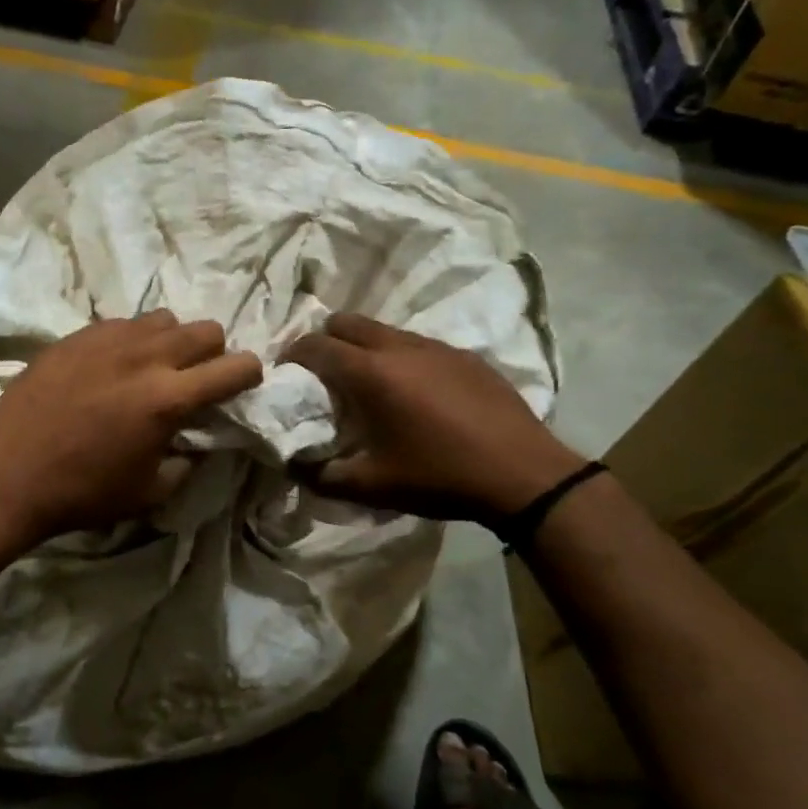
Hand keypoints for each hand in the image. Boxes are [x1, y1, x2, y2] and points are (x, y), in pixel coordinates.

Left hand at [0, 311, 263, 540]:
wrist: (9, 477)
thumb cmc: (84, 493)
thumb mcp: (150, 493)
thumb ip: (186, 461)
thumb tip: (195, 441)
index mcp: (169, 398)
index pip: (234, 367)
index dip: (249, 374)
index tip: (244, 383)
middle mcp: (145, 357)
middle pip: (206, 329)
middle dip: (214, 353)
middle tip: (196, 379)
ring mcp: (107, 340)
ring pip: (164, 318)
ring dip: (172, 342)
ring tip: (153, 368)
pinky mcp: (76, 336)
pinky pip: (121, 323)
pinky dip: (131, 340)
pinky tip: (111, 366)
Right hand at [283, 313, 582, 522]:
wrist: (522, 473)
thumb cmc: (439, 477)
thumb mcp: (372, 486)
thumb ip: (322, 476)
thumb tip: (293, 466)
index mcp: (370, 373)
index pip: (315, 345)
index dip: (292, 354)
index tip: (285, 372)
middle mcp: (399, 347)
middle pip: (346, 322)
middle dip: (325, 340)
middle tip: (322, 373)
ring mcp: (436, 347)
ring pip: (384, 330)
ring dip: (364, 347)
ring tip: (369, 383)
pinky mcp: (464, 355)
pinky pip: (418, 344)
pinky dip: (401, 358)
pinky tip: (416, 393)